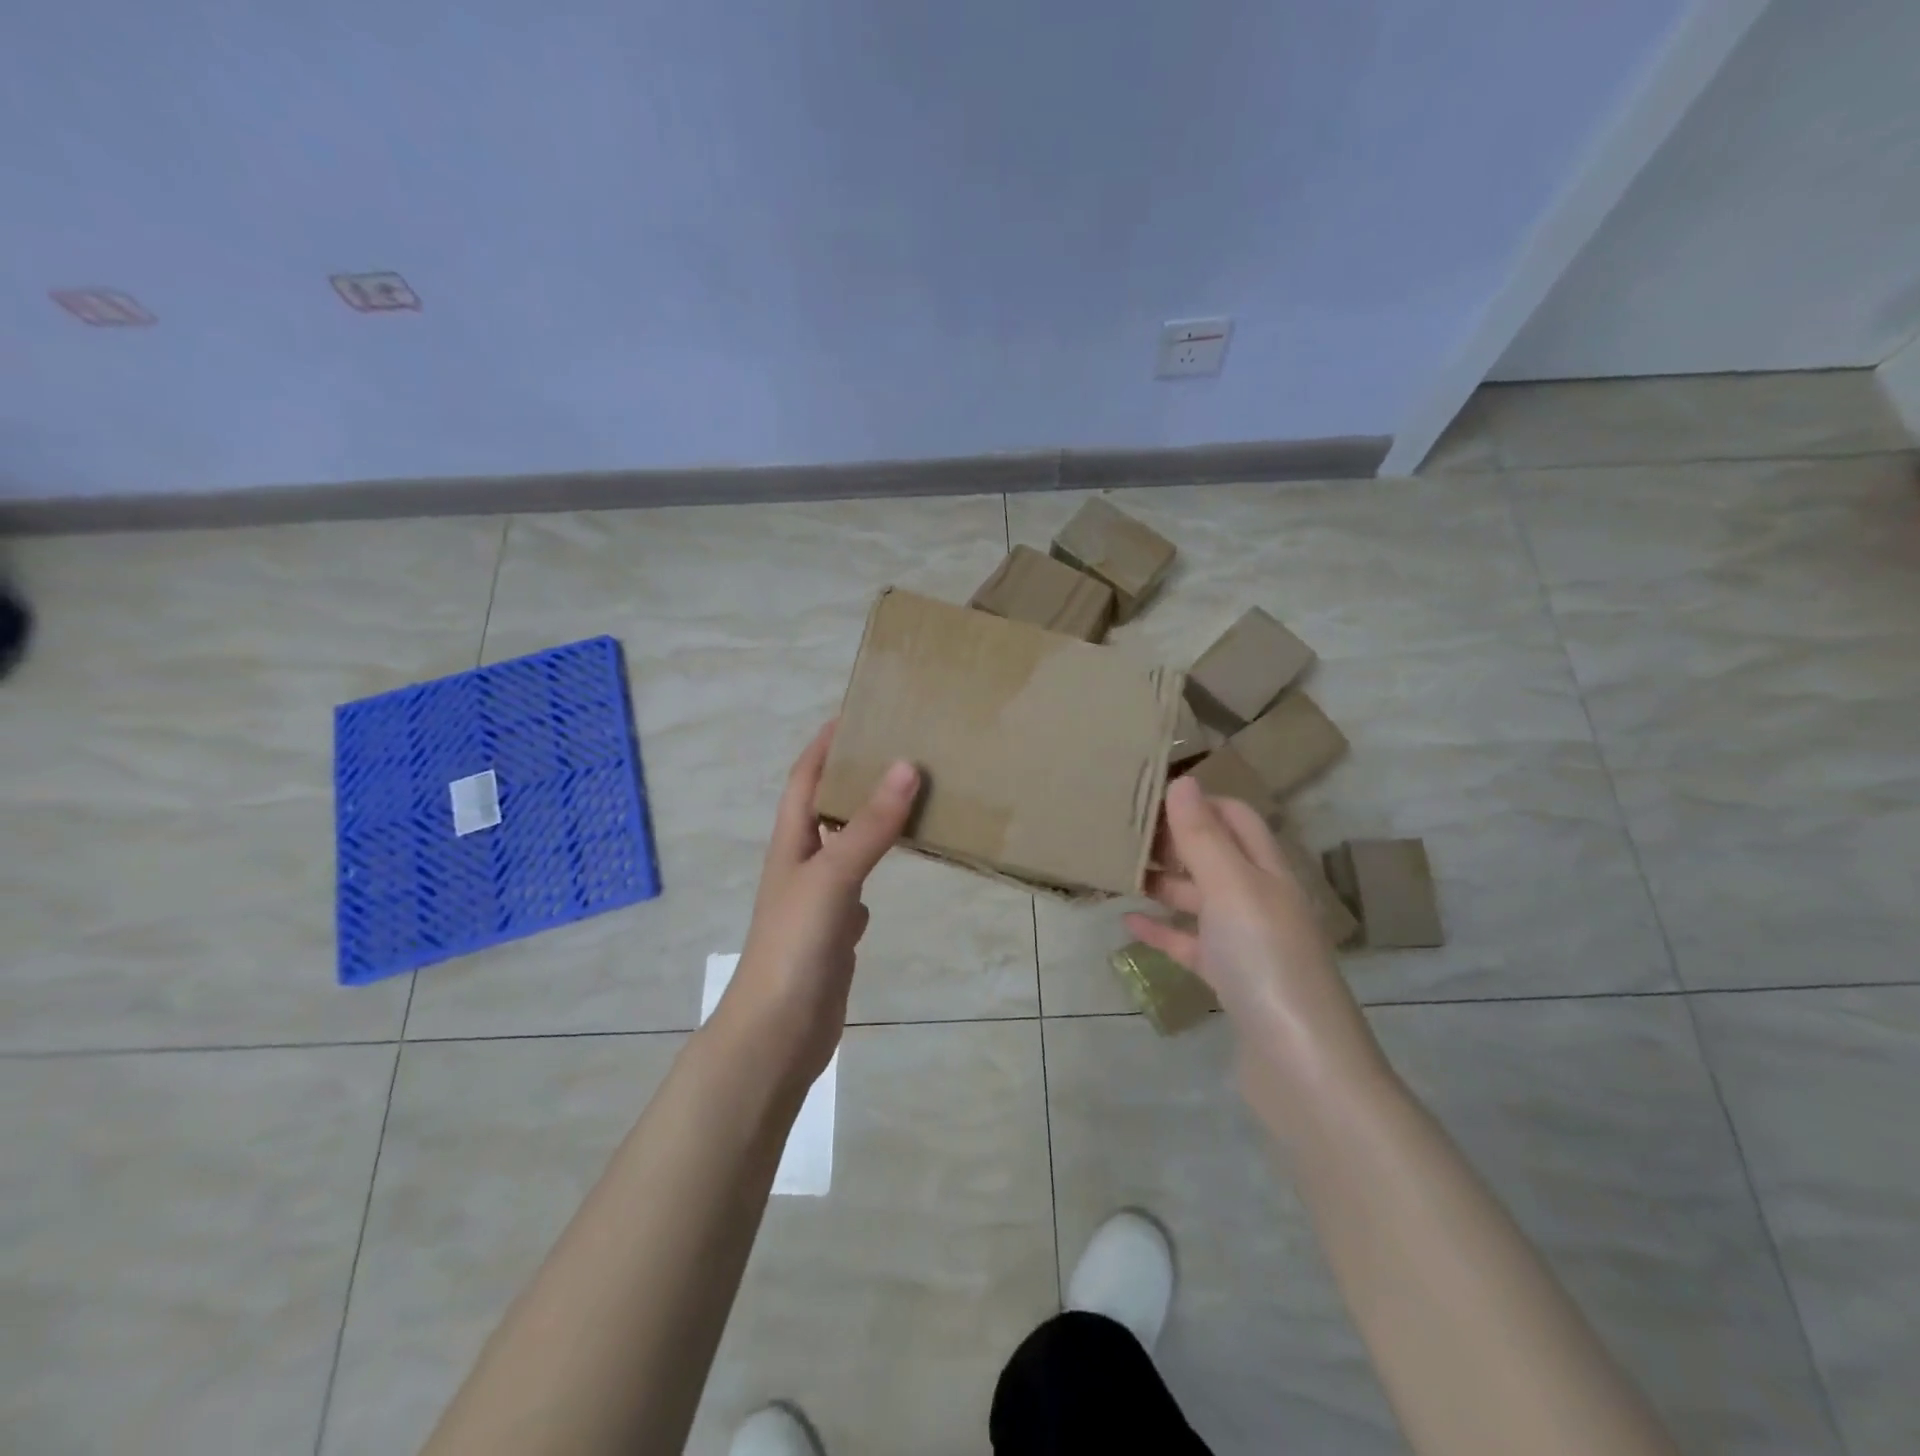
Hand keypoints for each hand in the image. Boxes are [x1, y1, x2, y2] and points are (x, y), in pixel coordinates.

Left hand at [720, 722, 918, 1082]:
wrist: (778, 1032)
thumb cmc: (796, 945)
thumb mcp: (833, 877)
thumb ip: (870, 826)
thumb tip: (905, 765)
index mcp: (791, 844)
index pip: (804, 779)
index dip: (824, 745)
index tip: (856, 714)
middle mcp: (802, 865)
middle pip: (826, 808)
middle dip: (853, 777)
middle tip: (897, 750)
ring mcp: (818, 901)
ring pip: (846, 846)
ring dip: (869, 820)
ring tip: (909, 797)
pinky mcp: (835, 932)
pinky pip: (858, 885)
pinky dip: (876, 867)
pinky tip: (899, 863)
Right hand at [1125, 776, 1381, 1092]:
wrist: (1302, 1068)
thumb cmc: (1266, 961)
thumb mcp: (1232, 889)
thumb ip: (1204, 837)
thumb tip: (1183, 780)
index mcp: (1269, 871)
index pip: (1236, 817)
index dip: (1199, 801)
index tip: (1147, 794)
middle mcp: (1261, 899)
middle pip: (1216, 855)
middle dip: (1174, 840)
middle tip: (1123, 832)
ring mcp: (1247, 942)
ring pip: (1200, 899)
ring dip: (1164, 883)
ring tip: (1117, 872)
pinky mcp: (1231, 980)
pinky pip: (1191, 944)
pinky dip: (1164, 931)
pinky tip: (1129, 923)